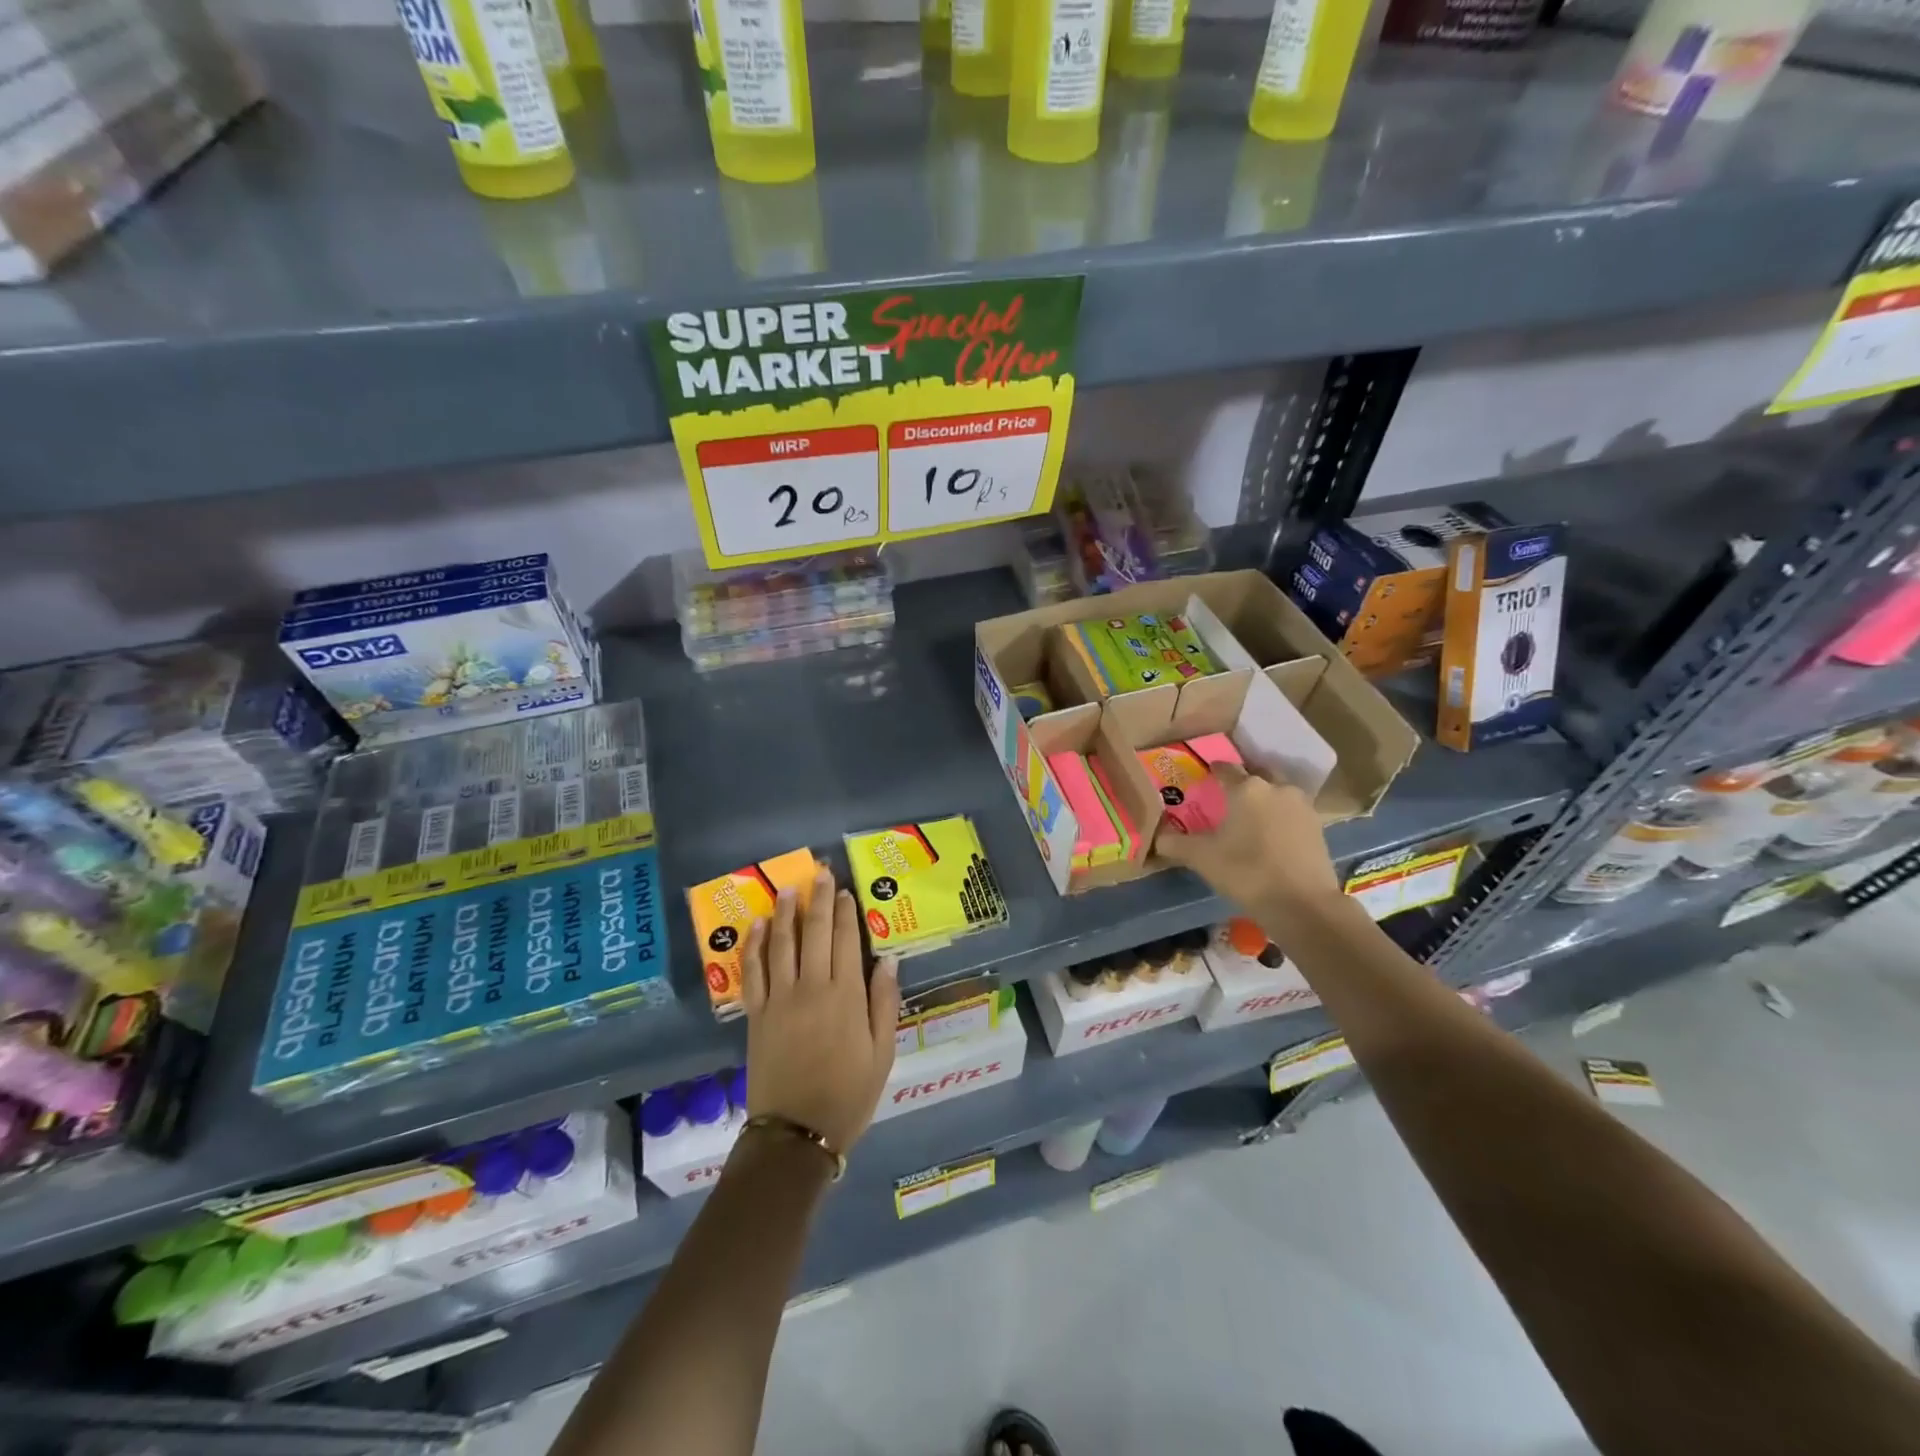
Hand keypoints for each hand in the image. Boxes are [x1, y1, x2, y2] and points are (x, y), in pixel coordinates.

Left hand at [740, 866, 899, 1154]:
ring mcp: (780, 999)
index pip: (845, 941)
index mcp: (846, 996)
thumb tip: (887, 960)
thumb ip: (884, 1003)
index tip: (844, 890)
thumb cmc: (849, 1094)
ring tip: (788, 889)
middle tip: (820, 873)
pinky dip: (755, 946)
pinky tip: (758, 926)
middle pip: (814, 933)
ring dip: (785, 913)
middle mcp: (812, 988)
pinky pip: (753, 972)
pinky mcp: (757, 1015)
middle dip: (818, 900)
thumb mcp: (883, 1053)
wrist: (797, 1133)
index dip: (845, 912)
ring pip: (782, 944)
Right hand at [1155, 762, 1339, 917]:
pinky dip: (1280, 816)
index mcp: (1246, 788)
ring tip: (1251, 814)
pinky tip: (1271, 833)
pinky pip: (1292, 812)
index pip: (1226, 769)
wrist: (1302, 904)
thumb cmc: (1247, 872)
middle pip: (1257, 773)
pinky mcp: (1318, 826)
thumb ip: (1175, 844)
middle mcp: (1276, 788)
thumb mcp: (1202, 859)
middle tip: (1228, 794)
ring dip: (1265, 797)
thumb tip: (1157, 837)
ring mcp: (1301, 806)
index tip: (1205, 776)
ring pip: (1278, 792)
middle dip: (1243, 780)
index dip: (1213, 771)